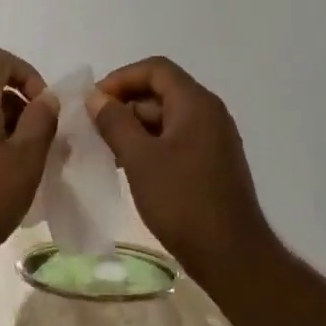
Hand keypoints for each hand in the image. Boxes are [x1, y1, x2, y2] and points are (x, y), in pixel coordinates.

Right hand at [86, 56, 277, 278]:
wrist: (231, 256)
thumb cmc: (182, 201)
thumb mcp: (140, 159)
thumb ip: (115, 122)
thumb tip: (96, 97)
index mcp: (196, 103)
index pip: (155, 69)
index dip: (121, 78)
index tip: (94, 102)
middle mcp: (209, 113)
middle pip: (161, 91)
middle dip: (125, 104)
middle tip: (94, 128)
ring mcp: (214, 139)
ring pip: (167, 117)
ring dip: (135, 127)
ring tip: (106, 150)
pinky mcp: (213, 163)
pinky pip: (177, 139)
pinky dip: (151, 145)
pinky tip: (130, 167)